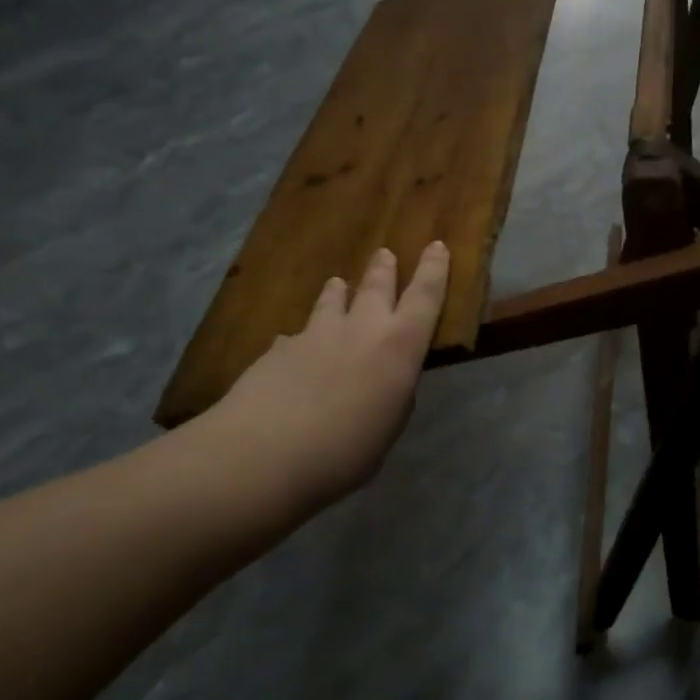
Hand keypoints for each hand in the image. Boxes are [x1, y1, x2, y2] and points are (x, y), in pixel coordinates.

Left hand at [195, 243, 450, 512]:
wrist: (263, 454)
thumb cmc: (345, 451)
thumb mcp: (388, 427)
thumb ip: (393, 396)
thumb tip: (386, 380)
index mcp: (399, 348)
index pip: (425, 298)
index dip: (434, 270)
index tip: (436, 245)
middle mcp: (360, 330)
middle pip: (376, 288)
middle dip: (384, 269)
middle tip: (385, 253)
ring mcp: (315, 335)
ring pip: (332, 301)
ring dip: (339, 293)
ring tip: (338, 284)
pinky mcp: (278, 349)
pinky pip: (297, 335)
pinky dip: (304, 337)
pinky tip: (295, 346)